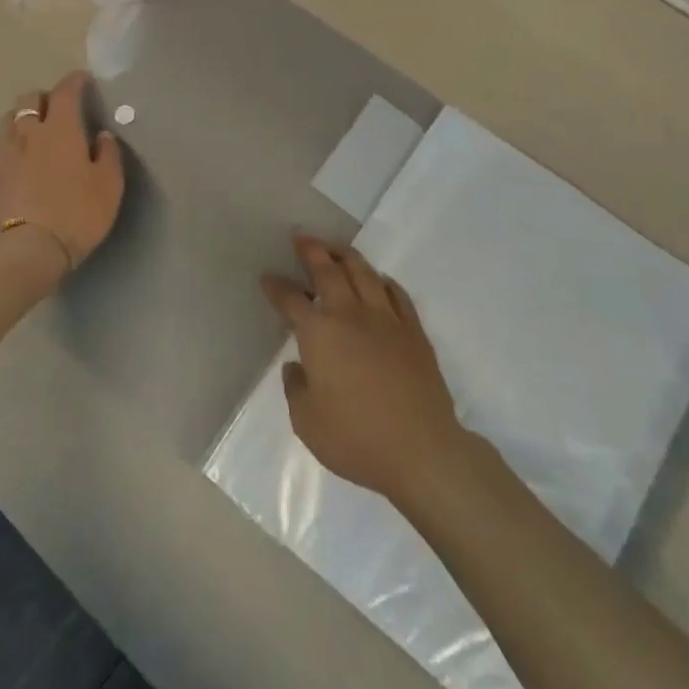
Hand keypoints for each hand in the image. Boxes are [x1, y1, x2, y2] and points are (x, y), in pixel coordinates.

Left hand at [0, 72, 125, 269]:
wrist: (29, 249)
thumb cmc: (77, 214)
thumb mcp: (109, 185)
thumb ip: (108, 154)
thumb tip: (102, 135)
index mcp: (60, 128)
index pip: (65, 91)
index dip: (75, 81)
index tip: (83, 80)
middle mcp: (29, 131)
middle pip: (30, 99)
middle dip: (46, 96)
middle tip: (59, 108)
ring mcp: (5, 151)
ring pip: (10, 118)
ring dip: (24, 116)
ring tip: (36, 130)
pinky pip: (1, 144)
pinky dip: (13, 141)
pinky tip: (21, 157)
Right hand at [261, 236, 464, 503]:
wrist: (421, 450)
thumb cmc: (356, 438)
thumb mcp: (307, 422)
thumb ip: (296, 388)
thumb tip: (298, 366)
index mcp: (319, 333)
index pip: (291, 300)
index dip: (276, 287)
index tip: (267, 277)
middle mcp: (350, 315)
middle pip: (328, 271)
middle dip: (311, 251)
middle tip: (301, 238)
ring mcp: (386, 319)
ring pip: (364, 273)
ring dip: (346, 256)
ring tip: (336, 248)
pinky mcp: (413, 331)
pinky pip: (396, 294)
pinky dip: (383, 282)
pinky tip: (379, 281)